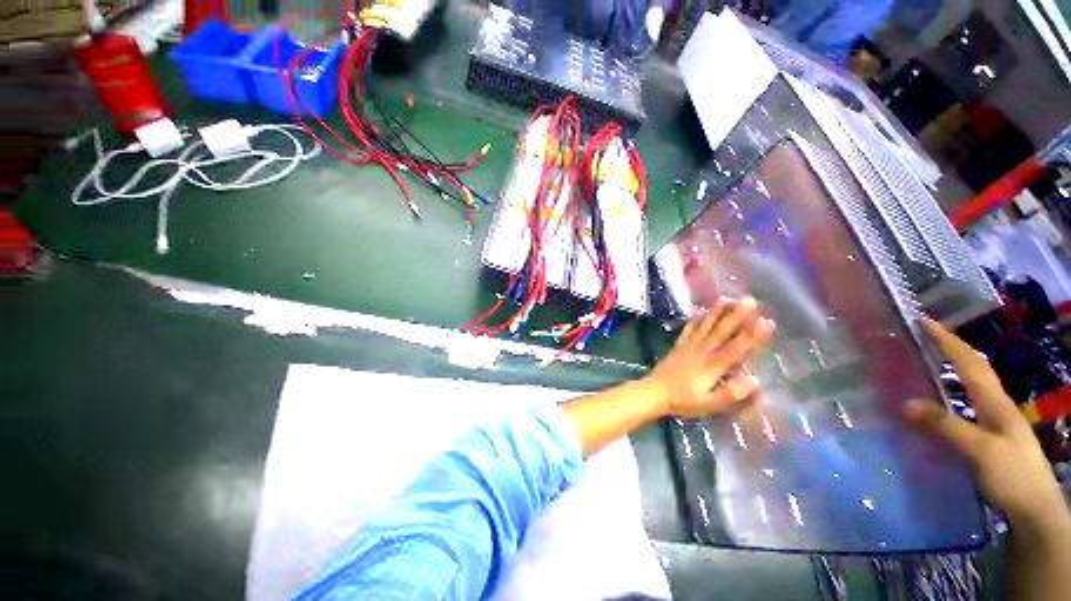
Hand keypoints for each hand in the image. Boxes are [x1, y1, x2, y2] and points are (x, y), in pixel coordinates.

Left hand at [645, 297, 774, 418]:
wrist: (654, 392)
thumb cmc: (683, 401)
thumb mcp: (709, 404)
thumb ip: (731, 393)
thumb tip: (755, 379)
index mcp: (712, 366)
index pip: (736, 348)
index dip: (752, 335)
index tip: (766, 320)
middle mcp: (702, 351)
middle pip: (721, 331)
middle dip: (736, 315)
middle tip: (749, 300)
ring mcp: (689, 346)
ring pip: (705, 326)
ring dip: (717, 312)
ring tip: (728, 298)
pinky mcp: (679, 345)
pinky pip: (689, 329)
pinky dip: (696, 319)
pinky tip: (702, 310)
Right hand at [904, 318, 1067, 529]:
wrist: (1036, 510)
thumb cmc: (1012, 475)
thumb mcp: (980, 451)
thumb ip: (946, 426)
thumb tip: (906, 403)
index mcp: (994, 402)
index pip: (969, 362)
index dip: (947, 340)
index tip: (924, 320)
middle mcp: (997, 405)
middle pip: (975, 368)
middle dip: (953, 347)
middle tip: (927, 334)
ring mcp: (997, 421)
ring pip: (975, 385)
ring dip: (957, 366)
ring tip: (934, 359)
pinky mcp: (993, 436)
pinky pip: (971, 403)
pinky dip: (957, 390)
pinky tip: (948, 399)